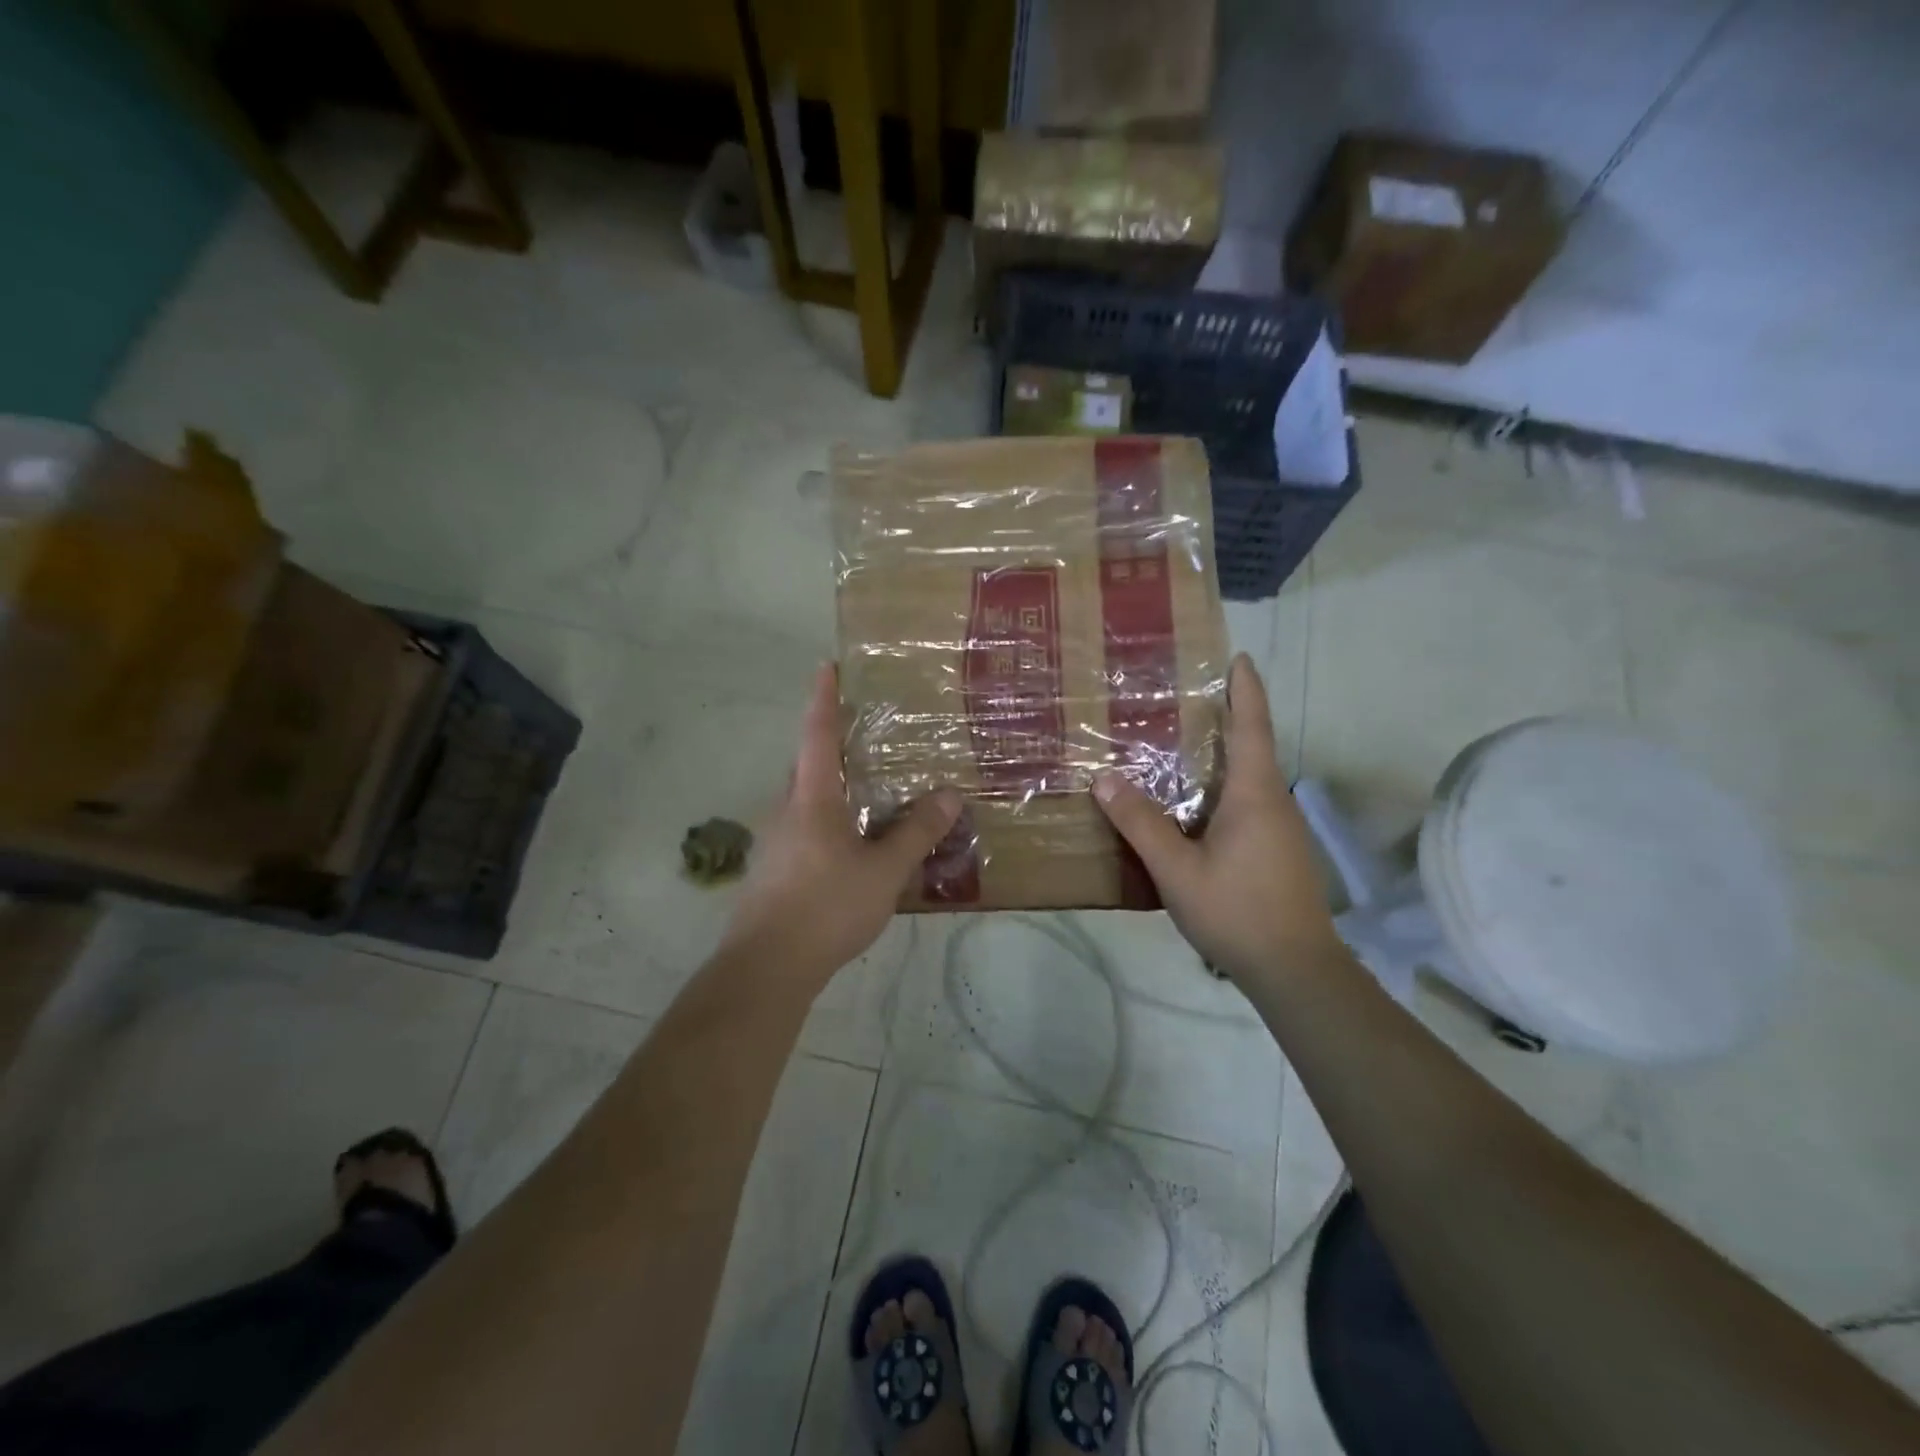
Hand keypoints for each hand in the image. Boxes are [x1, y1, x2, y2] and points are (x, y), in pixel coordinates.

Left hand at [722, 663, 960, 985]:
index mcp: (812, 799)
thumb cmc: (827, 907)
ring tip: (865, 790)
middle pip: (806, 765)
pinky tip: (851, 846)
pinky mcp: (774, 871)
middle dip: (827, 743)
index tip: (826, 665)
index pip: (817, 735)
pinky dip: (827, 821)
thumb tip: (950, 794)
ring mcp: (776, 842)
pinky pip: (804, 829)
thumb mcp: (884, 871)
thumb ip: (916, 832)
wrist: (767, 967)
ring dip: (830, 786)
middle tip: (861, 734)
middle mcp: (788, 811)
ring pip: (804, 800)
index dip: (823, 698)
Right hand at [1093, 653, 1345, 984]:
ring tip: (1182, 747)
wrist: (1296, 971)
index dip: (1246, 689)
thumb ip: (1141, 824)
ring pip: (1250, 779)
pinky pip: (1249, 804)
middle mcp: (1273, 803)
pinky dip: (1224, 789)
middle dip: (1229, 717)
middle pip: (1253, 748)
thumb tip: (1104, 778)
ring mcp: (1281, 830)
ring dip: (1224, 756)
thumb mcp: (1177, 869)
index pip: (1252, 727)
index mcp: (1254, 794)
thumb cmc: (1237, 911)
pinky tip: (1196, 807)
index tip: (1240, 657)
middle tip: (1188, 698)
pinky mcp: (1279, 852)